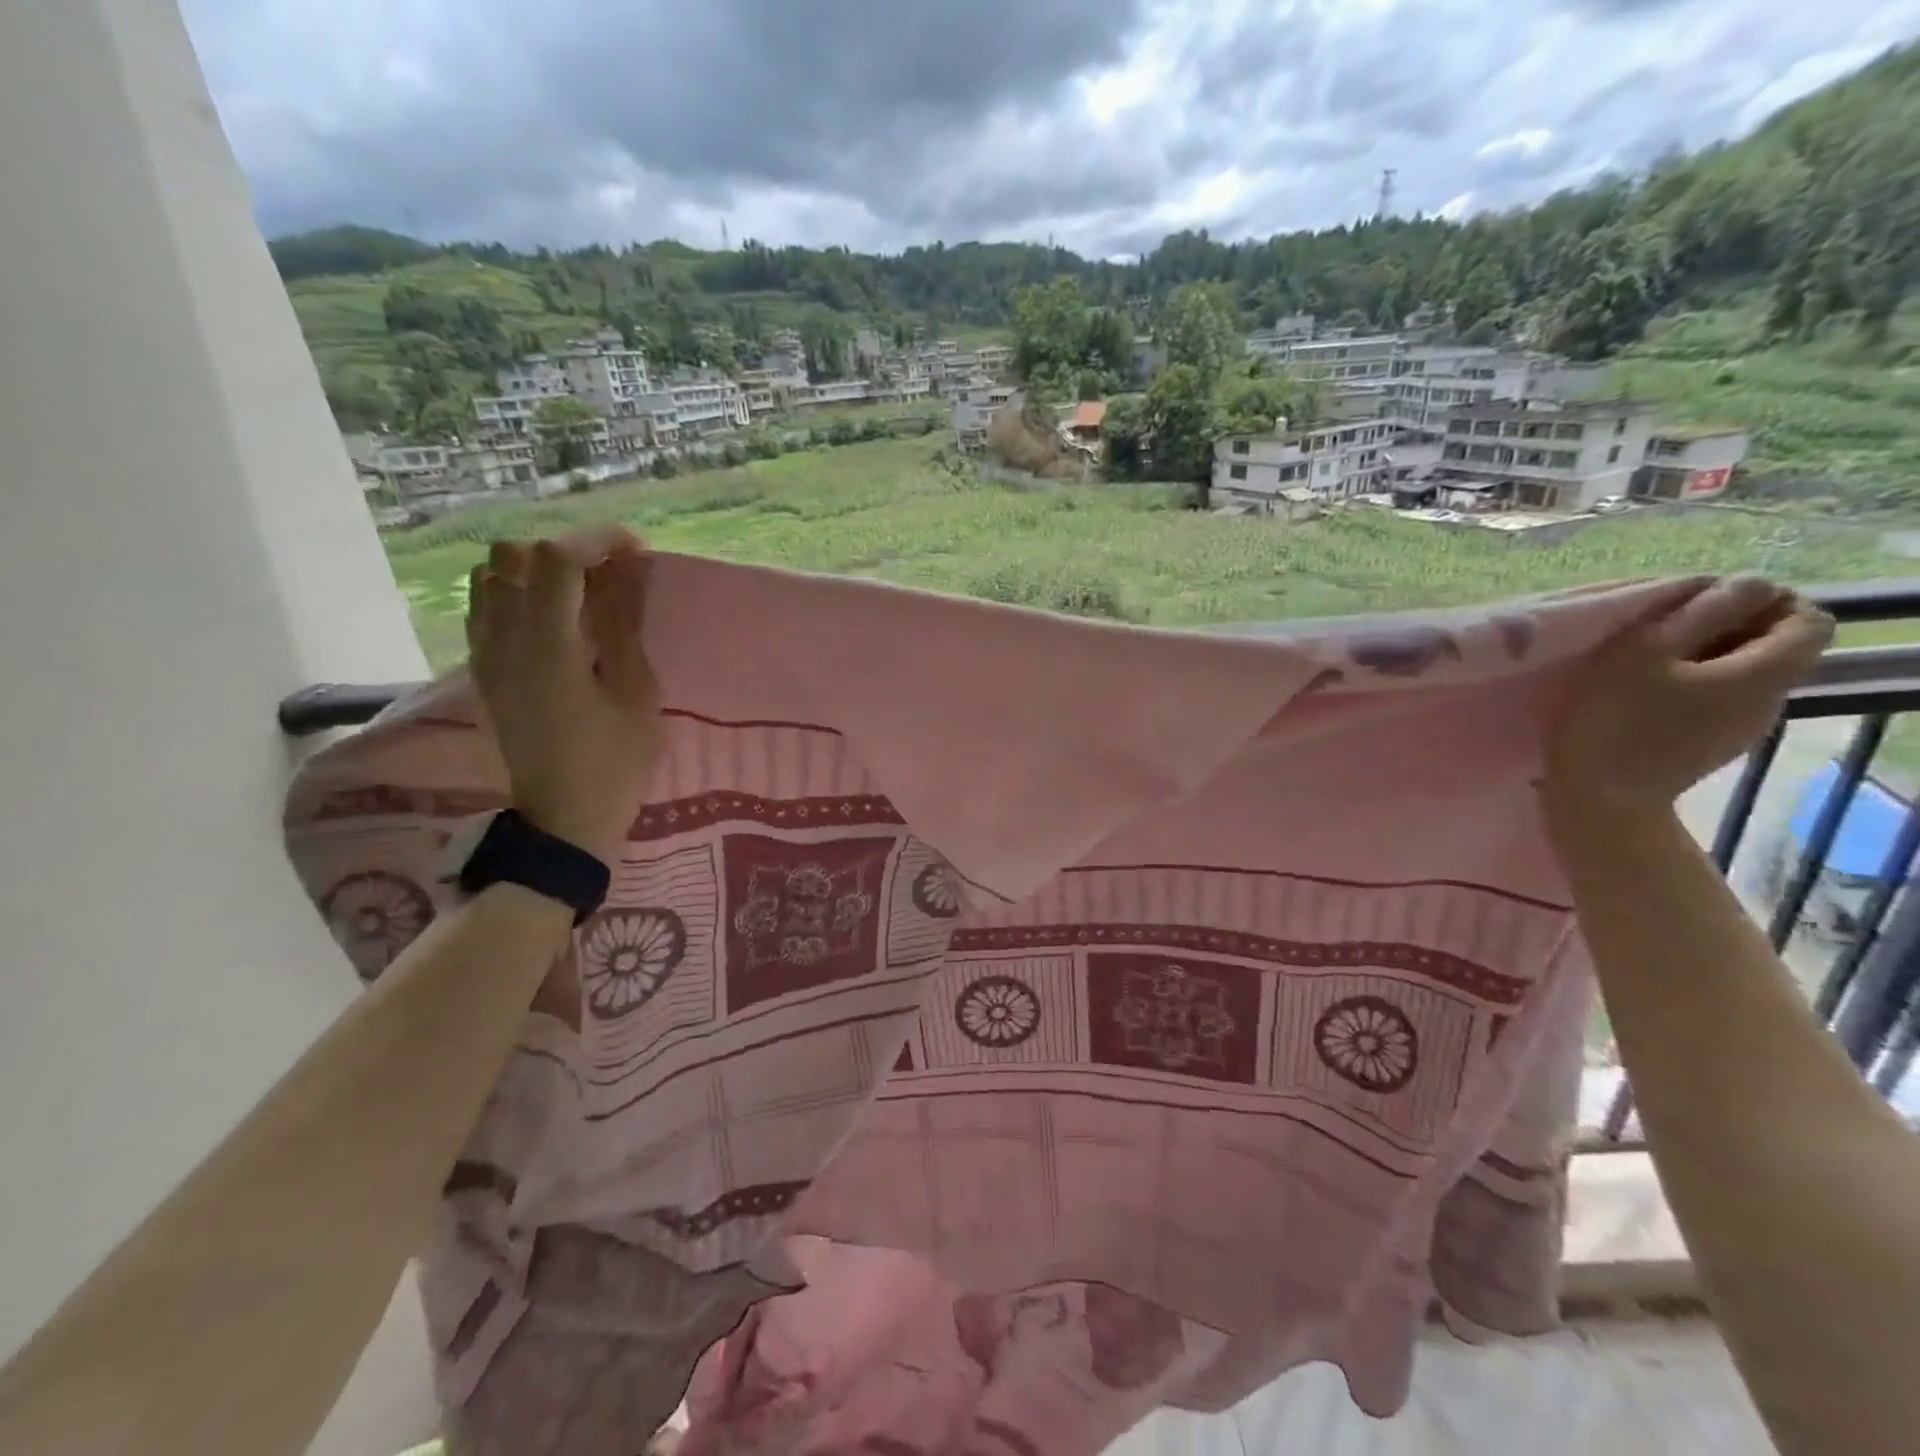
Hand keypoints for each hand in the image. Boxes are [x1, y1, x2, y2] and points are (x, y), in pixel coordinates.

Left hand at [466, 530, 663, 861]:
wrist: (564, 817)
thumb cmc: (614, 762)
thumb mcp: (637, 694)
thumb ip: (624, 626)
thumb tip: (625, 573)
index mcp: (546, 647)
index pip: (556, 558)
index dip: (598, 540)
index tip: (636, 553)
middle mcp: (503, 639)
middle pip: (515, 554)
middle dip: (567, 550)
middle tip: (610, 574)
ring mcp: (485, 654)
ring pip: (492, 574)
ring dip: (538, 570)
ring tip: (581, 594)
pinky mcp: (484, 669)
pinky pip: (486, 605)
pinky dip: (518, 593)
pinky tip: (554, 618)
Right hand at [1545, 576, 1833, 815]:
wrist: (1599, 798)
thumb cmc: (1614, 718)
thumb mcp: (1643, 651)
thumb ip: (1700, 612)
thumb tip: (1747, 584)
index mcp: (1763, 672)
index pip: (1810, 619)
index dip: (1768, 601)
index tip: (1706, 606)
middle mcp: (1769, 700)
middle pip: (1777, 647)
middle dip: (1730, 628)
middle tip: (1665, 632)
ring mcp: (1741, 728)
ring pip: (1744, 675)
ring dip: (1706, 659)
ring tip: (1647, 665)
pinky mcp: (1710, 747)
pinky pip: (1719, 702)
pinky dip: (1692, 688)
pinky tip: (1645, 698)